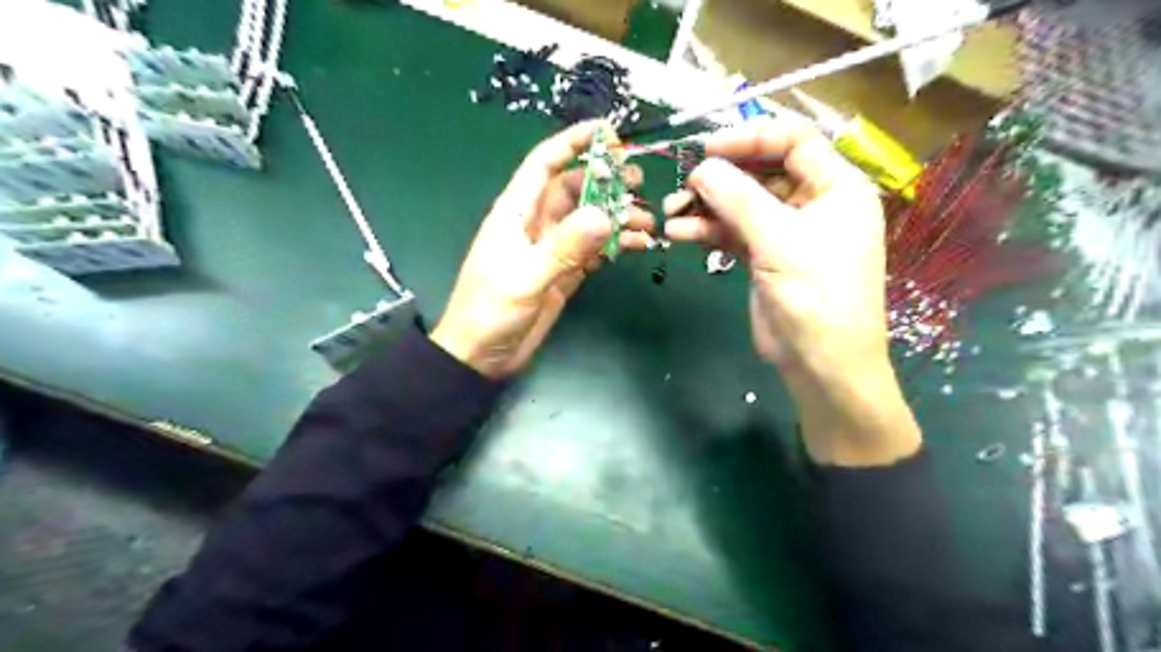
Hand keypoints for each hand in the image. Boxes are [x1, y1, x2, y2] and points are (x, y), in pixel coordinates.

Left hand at [432, 120, 651, 379]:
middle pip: (575, 189)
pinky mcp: (564, 272)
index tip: (608, 131)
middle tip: (640, 181)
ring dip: (617, 215)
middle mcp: (536, 224)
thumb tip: (603, 215)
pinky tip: (637, 245)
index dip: (573, 142)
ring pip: (589, 220)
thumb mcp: (524, 278)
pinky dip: (615, 244)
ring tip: (648, 221)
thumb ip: (563, 248)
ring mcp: (552, 249)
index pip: (545, 164)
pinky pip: (594, 249)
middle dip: (607, 180)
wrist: (481, 357)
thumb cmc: (490, 312)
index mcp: (516, 213)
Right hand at [663, 117, 889, 376]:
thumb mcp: (779, 240)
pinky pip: (733, 232)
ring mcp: (786, 231)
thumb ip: (739, 199)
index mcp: (836, 187)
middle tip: (683, 185)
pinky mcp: (764, 256)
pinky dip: (708, 231)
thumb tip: (701, 168)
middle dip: (720, 178)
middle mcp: (813, 202)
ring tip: (671, 213)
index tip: (708, 149)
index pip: (793, 141)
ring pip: (742, 204)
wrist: (821, 363)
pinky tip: (680, 232)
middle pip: (761, 172)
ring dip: (706, 206)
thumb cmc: (816, 295)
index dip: (750, 137)